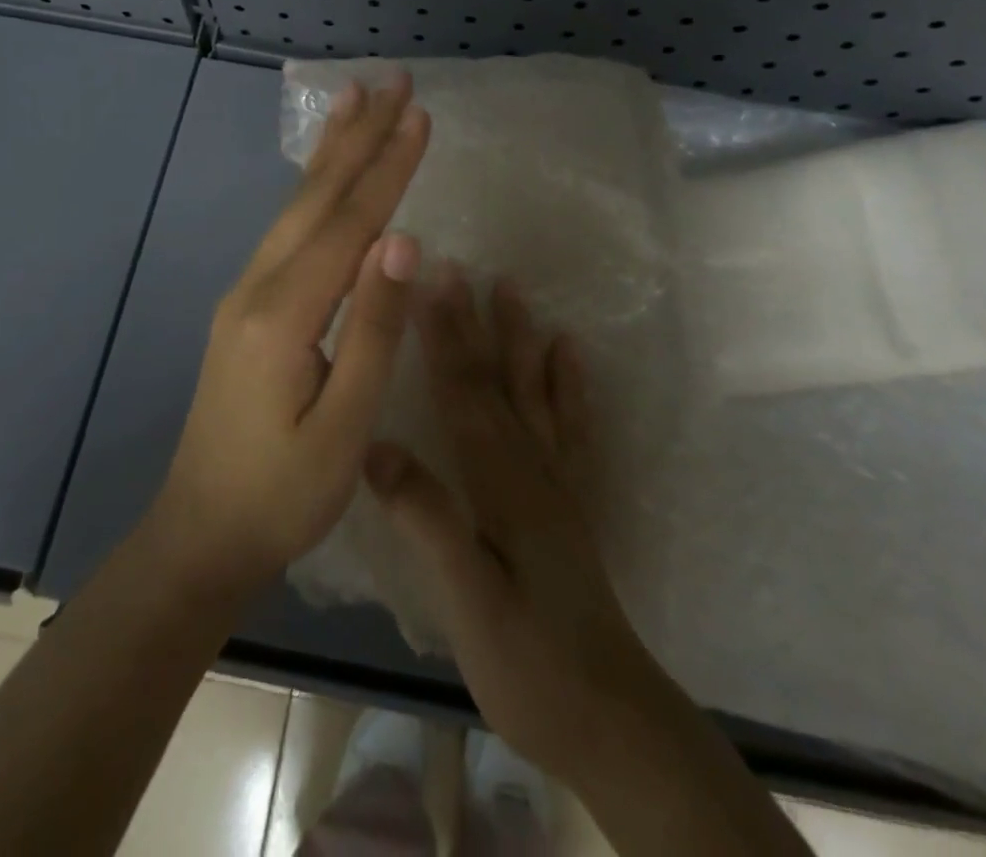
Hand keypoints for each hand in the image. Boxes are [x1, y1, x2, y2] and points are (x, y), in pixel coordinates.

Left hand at [149, 73, 429, 596]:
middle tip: (391, 80)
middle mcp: (257, 287)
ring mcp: (245, 294)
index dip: (389, 167)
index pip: (349, 224)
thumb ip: (374, 328)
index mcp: (283, 314)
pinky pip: (288, 232)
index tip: (421, 113)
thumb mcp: (345, 425)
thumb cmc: (284, 494)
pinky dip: (315, 190)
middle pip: (316, 198)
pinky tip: (326, 176)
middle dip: (358, 136)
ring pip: (296, 208)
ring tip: (356, 101)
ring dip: (332, 153)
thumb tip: (405, 241)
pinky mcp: (246, 308)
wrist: (202, 534)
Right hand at [364, 270, 678, 790]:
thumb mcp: (469, 603)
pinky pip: (570, 428)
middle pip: (496, 381)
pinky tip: (569, 354)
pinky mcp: (568, 502)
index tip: (427, 281)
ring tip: (513, 288)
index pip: (464, 394)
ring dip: (520, 338)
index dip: (443, 336)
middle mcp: (531, 467)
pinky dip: (569, 385)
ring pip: (533, 392)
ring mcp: (555, 481)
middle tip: (460, 266)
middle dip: (473, 322)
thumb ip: (429, 522)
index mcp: (501, 483)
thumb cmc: (530, 665)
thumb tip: (375, 448)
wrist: (609, 718)